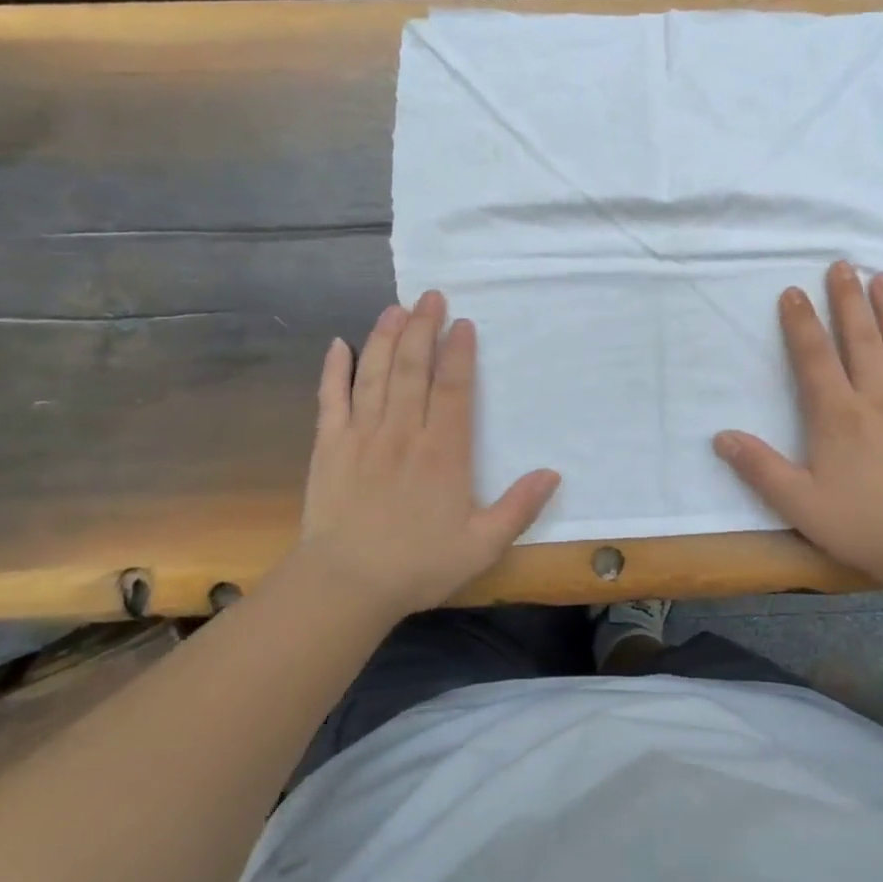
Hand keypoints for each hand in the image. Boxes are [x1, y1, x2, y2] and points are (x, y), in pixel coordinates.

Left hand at [289, 292, 559, 617]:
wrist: (345, 585)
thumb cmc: (418, 565)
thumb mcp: (482, 545)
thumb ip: (519, 508)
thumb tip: (553, 473)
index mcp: (442, 451)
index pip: (453, 388)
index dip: (459, 352)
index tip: (462, 323)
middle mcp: (403, 432)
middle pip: (413, 368)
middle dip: (422, 328)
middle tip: (430, 296)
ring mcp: (362, 435)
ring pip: (375, 373)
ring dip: (385, 337)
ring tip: (396, 308)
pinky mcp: (329, 446)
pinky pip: (331, 398)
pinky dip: (334, 370)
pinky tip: (338, 345)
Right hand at [714, 260, 882, 586]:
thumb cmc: (861, 524)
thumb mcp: (798, 503)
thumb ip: (759, 467)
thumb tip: (720, 436)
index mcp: (838, 415)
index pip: (814, 357)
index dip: (801, 323)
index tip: (793, 291)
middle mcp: (879, 398)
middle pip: (862, 339)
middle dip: (848, 300)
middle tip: (843, 265)